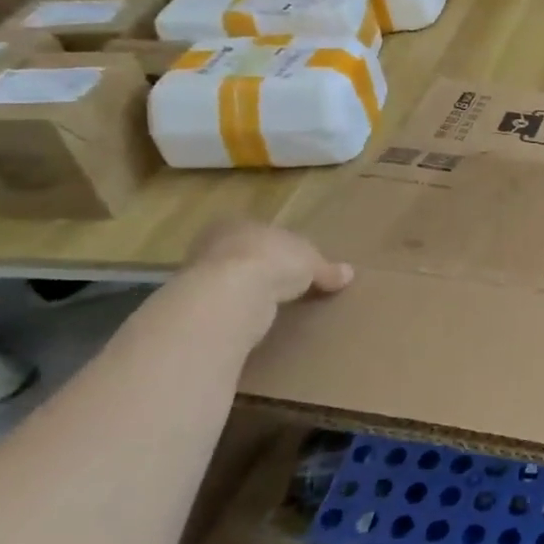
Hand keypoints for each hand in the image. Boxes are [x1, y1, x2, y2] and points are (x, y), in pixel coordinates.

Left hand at [184, 221, 353, 313]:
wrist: (231, 293)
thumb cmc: (274, 261)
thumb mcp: (313, 263)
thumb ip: (327, 269)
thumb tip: (348, 274)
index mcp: (240, 223)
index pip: (262, 232)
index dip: (279, 247)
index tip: (293, 263)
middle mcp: (213, 243)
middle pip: (242, 255)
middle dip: (260, 268)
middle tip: (282, 285)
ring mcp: (198, 274)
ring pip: (228, 280)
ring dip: (245, 292)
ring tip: (269, 307)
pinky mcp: (195, 304)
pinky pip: (222, 305)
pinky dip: (236, 311)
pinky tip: (252, 321)